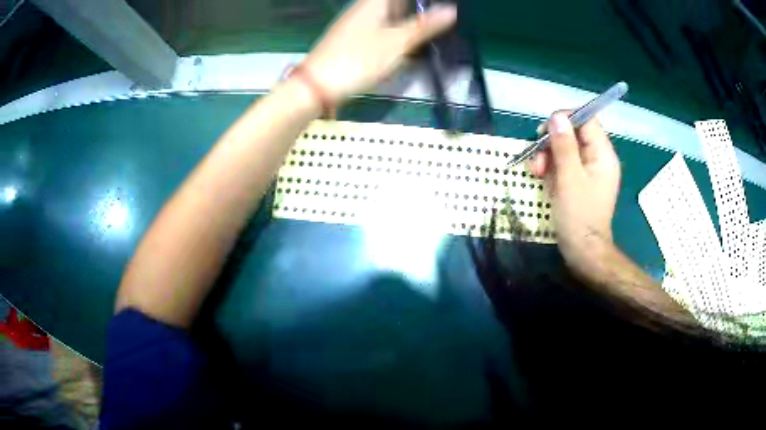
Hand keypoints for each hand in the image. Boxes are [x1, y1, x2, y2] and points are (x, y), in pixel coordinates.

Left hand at [302, 0, 456, 104]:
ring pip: (387, 18)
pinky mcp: (350, 41)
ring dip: (405, 25)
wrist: (317, 86)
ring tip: (424, 38)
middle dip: (415, 12)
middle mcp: (363, 9)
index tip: (437, 10)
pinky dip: (393, 37)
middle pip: (394, 5)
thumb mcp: (398, 42)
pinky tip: (402, 49)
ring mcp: (355, 25)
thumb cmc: (359, 59)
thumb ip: (424, 26)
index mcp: (374, 3)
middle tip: (436, 24)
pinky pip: (378, 32)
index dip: (419, 3)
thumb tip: (452, 10)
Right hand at [529, 112, 621, 281]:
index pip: (587, 119)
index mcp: (603, 154)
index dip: (566, 118)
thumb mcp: (569, 178)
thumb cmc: (578, 216)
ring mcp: (589, 169)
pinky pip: (565, 162)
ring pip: (566, 147)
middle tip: (536, 156)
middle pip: (574, 132)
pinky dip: (551, 166)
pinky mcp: (580, 179)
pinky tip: (541, 177)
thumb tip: (557, 117)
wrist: (583, 250)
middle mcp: (598, 157)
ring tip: (535, 171)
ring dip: (547, 155)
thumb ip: (564, 146)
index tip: (545, 130)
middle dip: (552, 141)